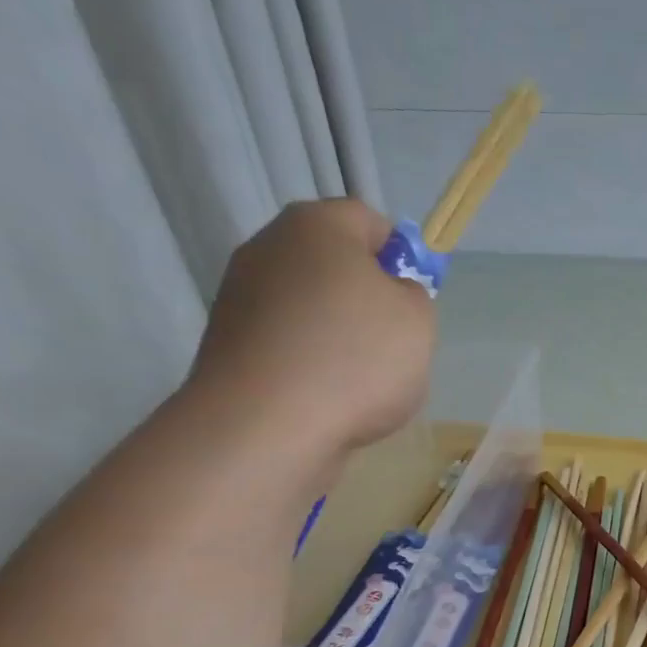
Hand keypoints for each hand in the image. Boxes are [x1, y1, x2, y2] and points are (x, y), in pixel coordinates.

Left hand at [186, 200, 436, 454]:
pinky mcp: (228, 344)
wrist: (267, 427)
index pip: (369, 220)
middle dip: (366, 297)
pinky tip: (326, 398)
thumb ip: (412, 294)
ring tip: (360, 381)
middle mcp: (269, 247)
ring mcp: (240, 296)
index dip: (400, 256)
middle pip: (333, 263)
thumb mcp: (418, 320)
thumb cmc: (356, 359)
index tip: (413, 300)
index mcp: (317, 226)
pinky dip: (309, 363)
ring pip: (309, 306)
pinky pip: (287, 343)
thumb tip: (387, 293)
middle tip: (392, 341)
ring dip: (337, 334)